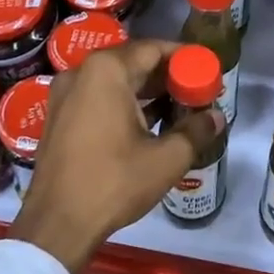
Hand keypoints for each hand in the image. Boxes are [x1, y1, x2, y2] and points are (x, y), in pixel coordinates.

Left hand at [11, 40, 217, 273]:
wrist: (56, 225)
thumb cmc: (113, 182)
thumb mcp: (166, 158)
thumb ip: (196, 131)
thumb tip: (217, 117)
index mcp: (106, 71)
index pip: (154, 49)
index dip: (183, 57)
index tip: (206, 70)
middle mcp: (81, 72)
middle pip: (133, 62)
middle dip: (166, 75)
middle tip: (195, 90)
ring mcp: (64, 94)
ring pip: (114, 80)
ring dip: (145, 91)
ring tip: (177, 107)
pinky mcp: (58, 117)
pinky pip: (97, 97)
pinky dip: (123, 103)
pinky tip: (147, 123)